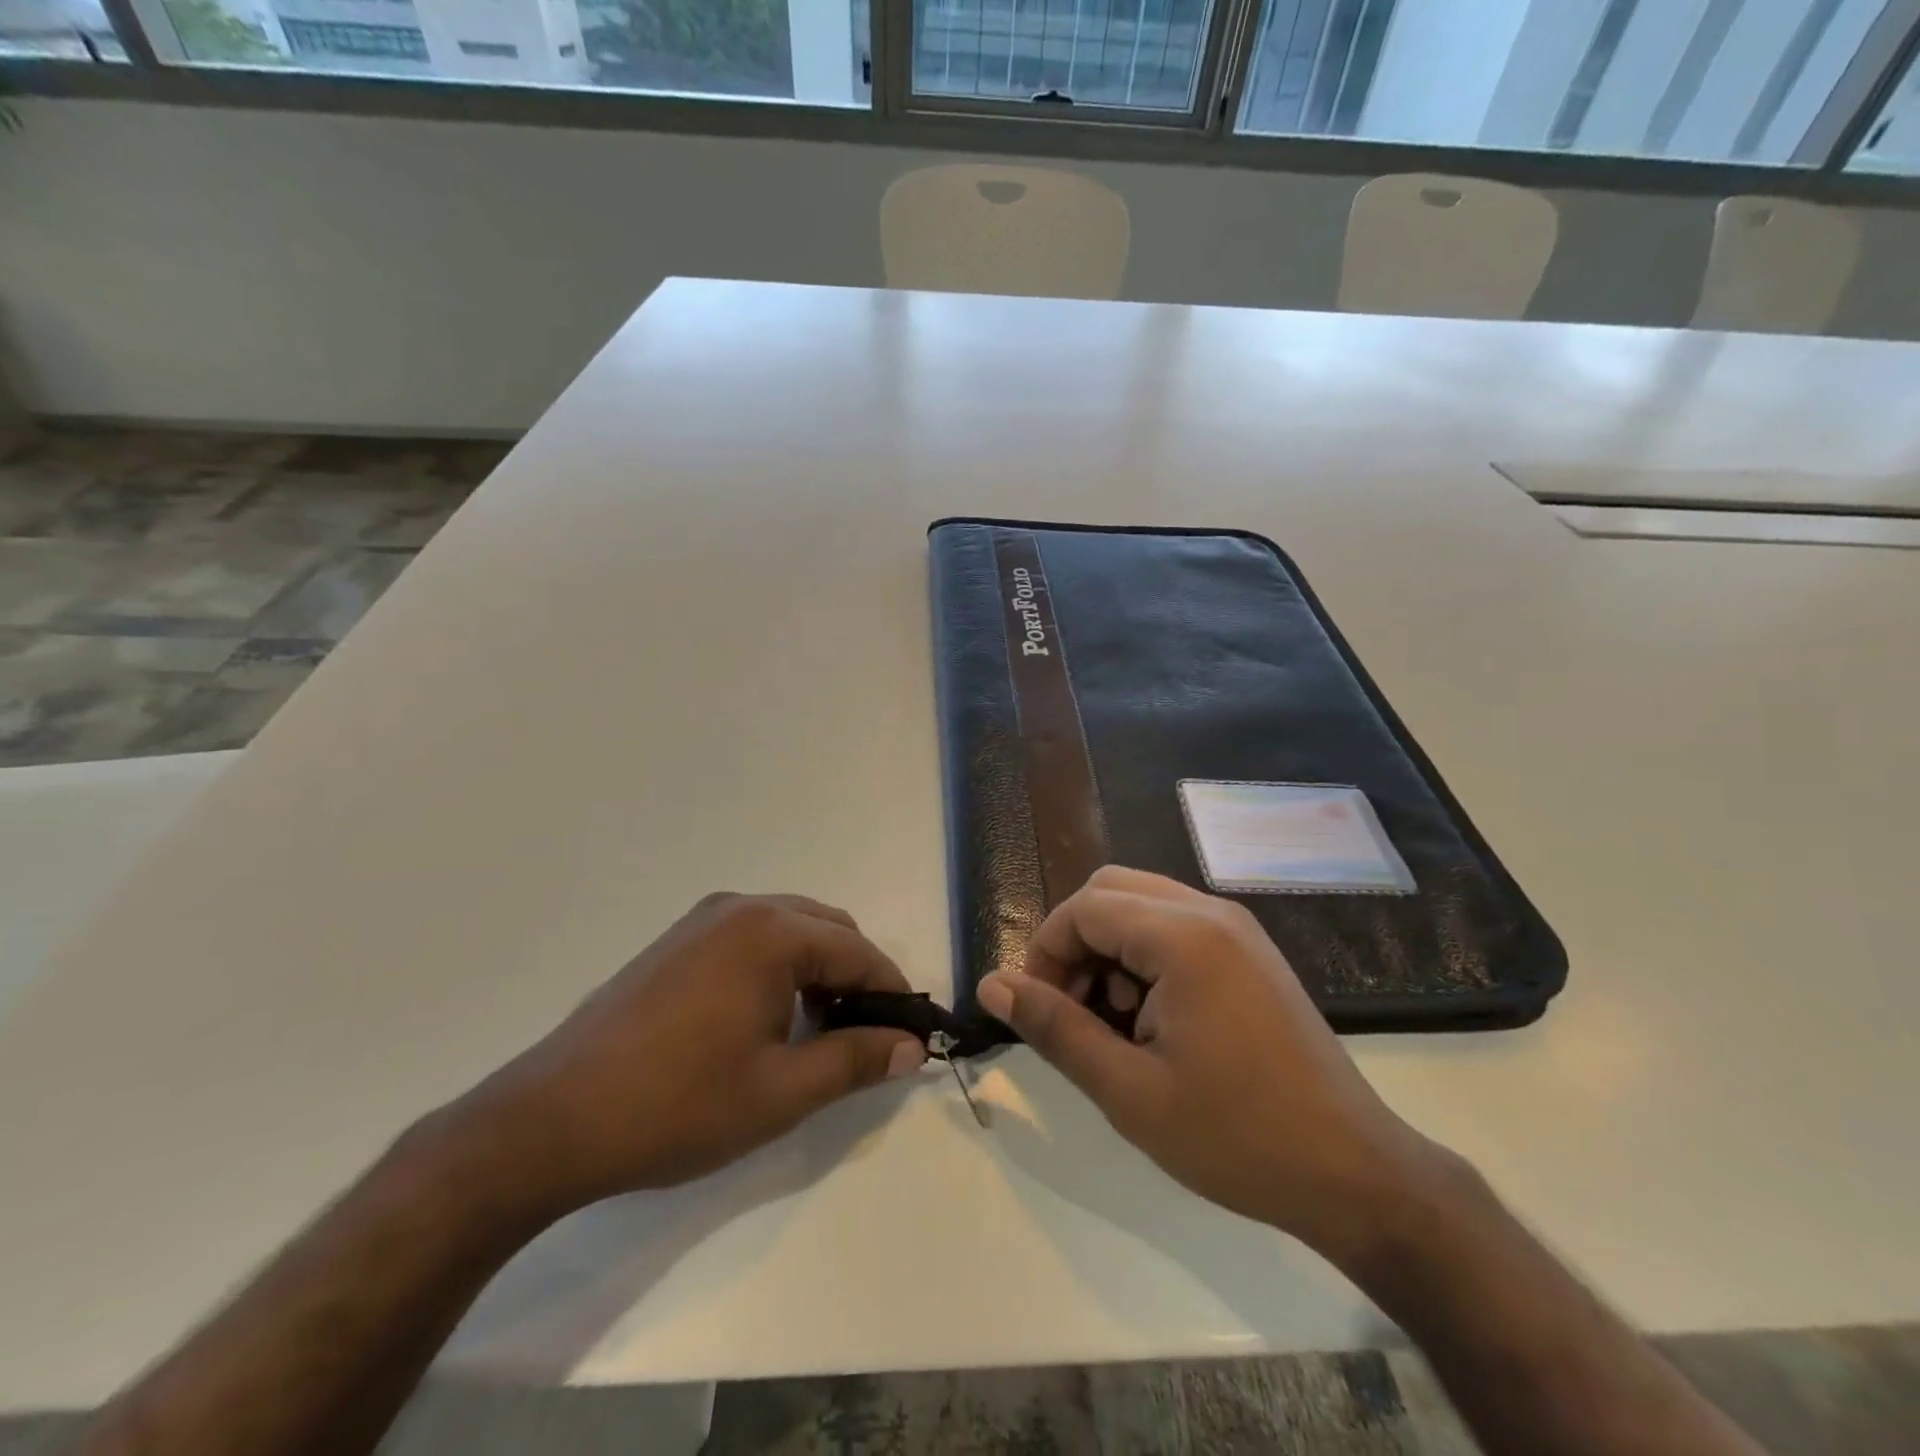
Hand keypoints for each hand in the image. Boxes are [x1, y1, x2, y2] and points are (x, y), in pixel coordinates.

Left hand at [453, 893, 926, 1213]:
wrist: (550, 1121)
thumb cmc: (677, 1105)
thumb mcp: (780, 1092)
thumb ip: (854, 1061)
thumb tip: (911, 1047)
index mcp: (770, 932)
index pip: (858, 951)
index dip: (892, 993)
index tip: (910, 1035)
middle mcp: (740, 908)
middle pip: (828, 930)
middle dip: (856, 977)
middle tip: (862, 1038)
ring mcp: (702, 919)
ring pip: (790, 931)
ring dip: (817, 971)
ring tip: (816, 1033)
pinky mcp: (676, 940)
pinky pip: (752, 938)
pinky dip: (779, 967)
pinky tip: (766, 1019)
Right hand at [976, 866, 1441, 1263]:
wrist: (1354, 1173)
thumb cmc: (1236, 1137)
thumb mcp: (1128, 1091)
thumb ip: (1054, 1028)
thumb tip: (992, 986)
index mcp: (1183, 937)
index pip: (1083, 908)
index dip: (1045, 952)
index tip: (1039, 1011)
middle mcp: (1211, 912)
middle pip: (1109, 891)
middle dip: (1074, 943)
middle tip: (1072, 1010)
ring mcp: (1237, 928)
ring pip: (1141, 904)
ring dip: (1108, 950)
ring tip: (1113, 1023)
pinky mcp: (1250, 951)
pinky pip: (1175, 926)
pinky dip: (1144, 956)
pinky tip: (1153, 1019)